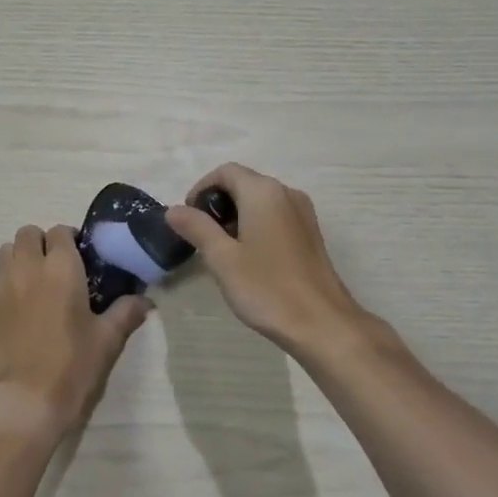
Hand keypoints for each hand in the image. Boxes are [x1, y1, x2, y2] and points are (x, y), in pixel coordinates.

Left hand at [0, 224, 148, 443]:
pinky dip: (9, 281)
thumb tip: (145, 301)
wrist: (23, 402)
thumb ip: (125, 313)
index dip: (71, 239)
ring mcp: (2, 286)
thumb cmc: (71, 367)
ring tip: (37, 281)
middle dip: (43, 242)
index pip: (60, 231)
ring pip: (7, 251)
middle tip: (59, 266)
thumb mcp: (106, 341)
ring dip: (21, 256)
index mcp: (61, 268)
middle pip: (28, 233)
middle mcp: (28, 268)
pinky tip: (23, 307)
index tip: (82, 257)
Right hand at [165, 164, 389, 360]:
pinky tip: (250, 258)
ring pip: (260, 200)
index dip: (201, 189)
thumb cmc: (267, 288)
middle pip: (243, 183)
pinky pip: (276, 216)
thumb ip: (196, 228)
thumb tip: (174, 210)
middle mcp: (286, 193)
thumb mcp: (222, 258)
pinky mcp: (310, 234)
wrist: (323, 324)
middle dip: (218, 203)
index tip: (188, 219)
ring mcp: (303, 213)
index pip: (225, 172)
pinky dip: (256, 225)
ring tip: (223, 250)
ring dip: (236, 215)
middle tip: (202, 237)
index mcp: (263, 192)